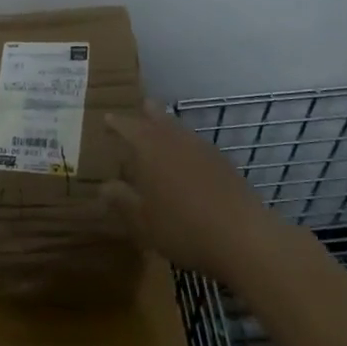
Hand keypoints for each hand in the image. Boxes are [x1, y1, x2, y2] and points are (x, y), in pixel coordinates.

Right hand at [102, 104, 287, 283]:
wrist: (242, 236)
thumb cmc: (182, 227)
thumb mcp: (142, 220)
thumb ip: (121, 200)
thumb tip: (103, 186)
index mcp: (149, 147)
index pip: (127, 126)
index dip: (115, 123)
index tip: (106, 120)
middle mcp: (175, 139)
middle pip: (158, 117)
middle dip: (146, 113)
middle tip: (138, 109)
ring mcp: (202, 148)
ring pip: (179, 128)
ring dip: (167, 127)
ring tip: (159, 134)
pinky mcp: (222, 162)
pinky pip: (195, 144)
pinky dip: (185, 145)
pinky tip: (186, 162)